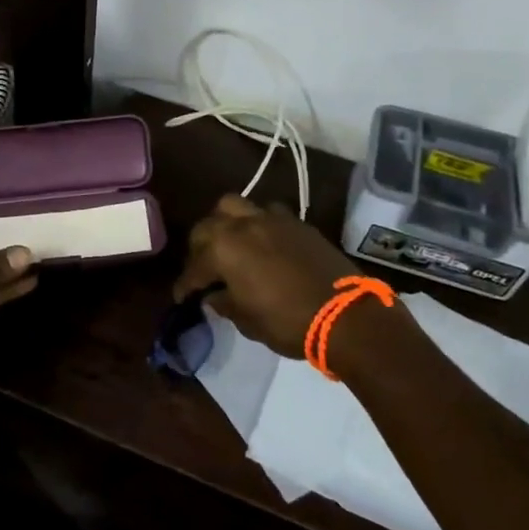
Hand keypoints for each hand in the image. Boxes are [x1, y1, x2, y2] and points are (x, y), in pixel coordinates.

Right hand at [172, 195, 365, 358]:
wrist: (346, 316)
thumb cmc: (288, 322)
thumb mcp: (248, 321)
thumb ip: (224, 303)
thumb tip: (213, 296)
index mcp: (223, 249)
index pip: (193, 267)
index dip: (185, 285)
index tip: (182, 297)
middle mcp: (242, 225)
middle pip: (207, 226)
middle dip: (199, 248)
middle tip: (203, 269)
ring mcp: (271, 219)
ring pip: (235, 206)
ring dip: (225, 223)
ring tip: (229, 243)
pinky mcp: (296, 222)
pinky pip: (266, 213)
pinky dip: (257, 224)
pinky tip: (262, 243)